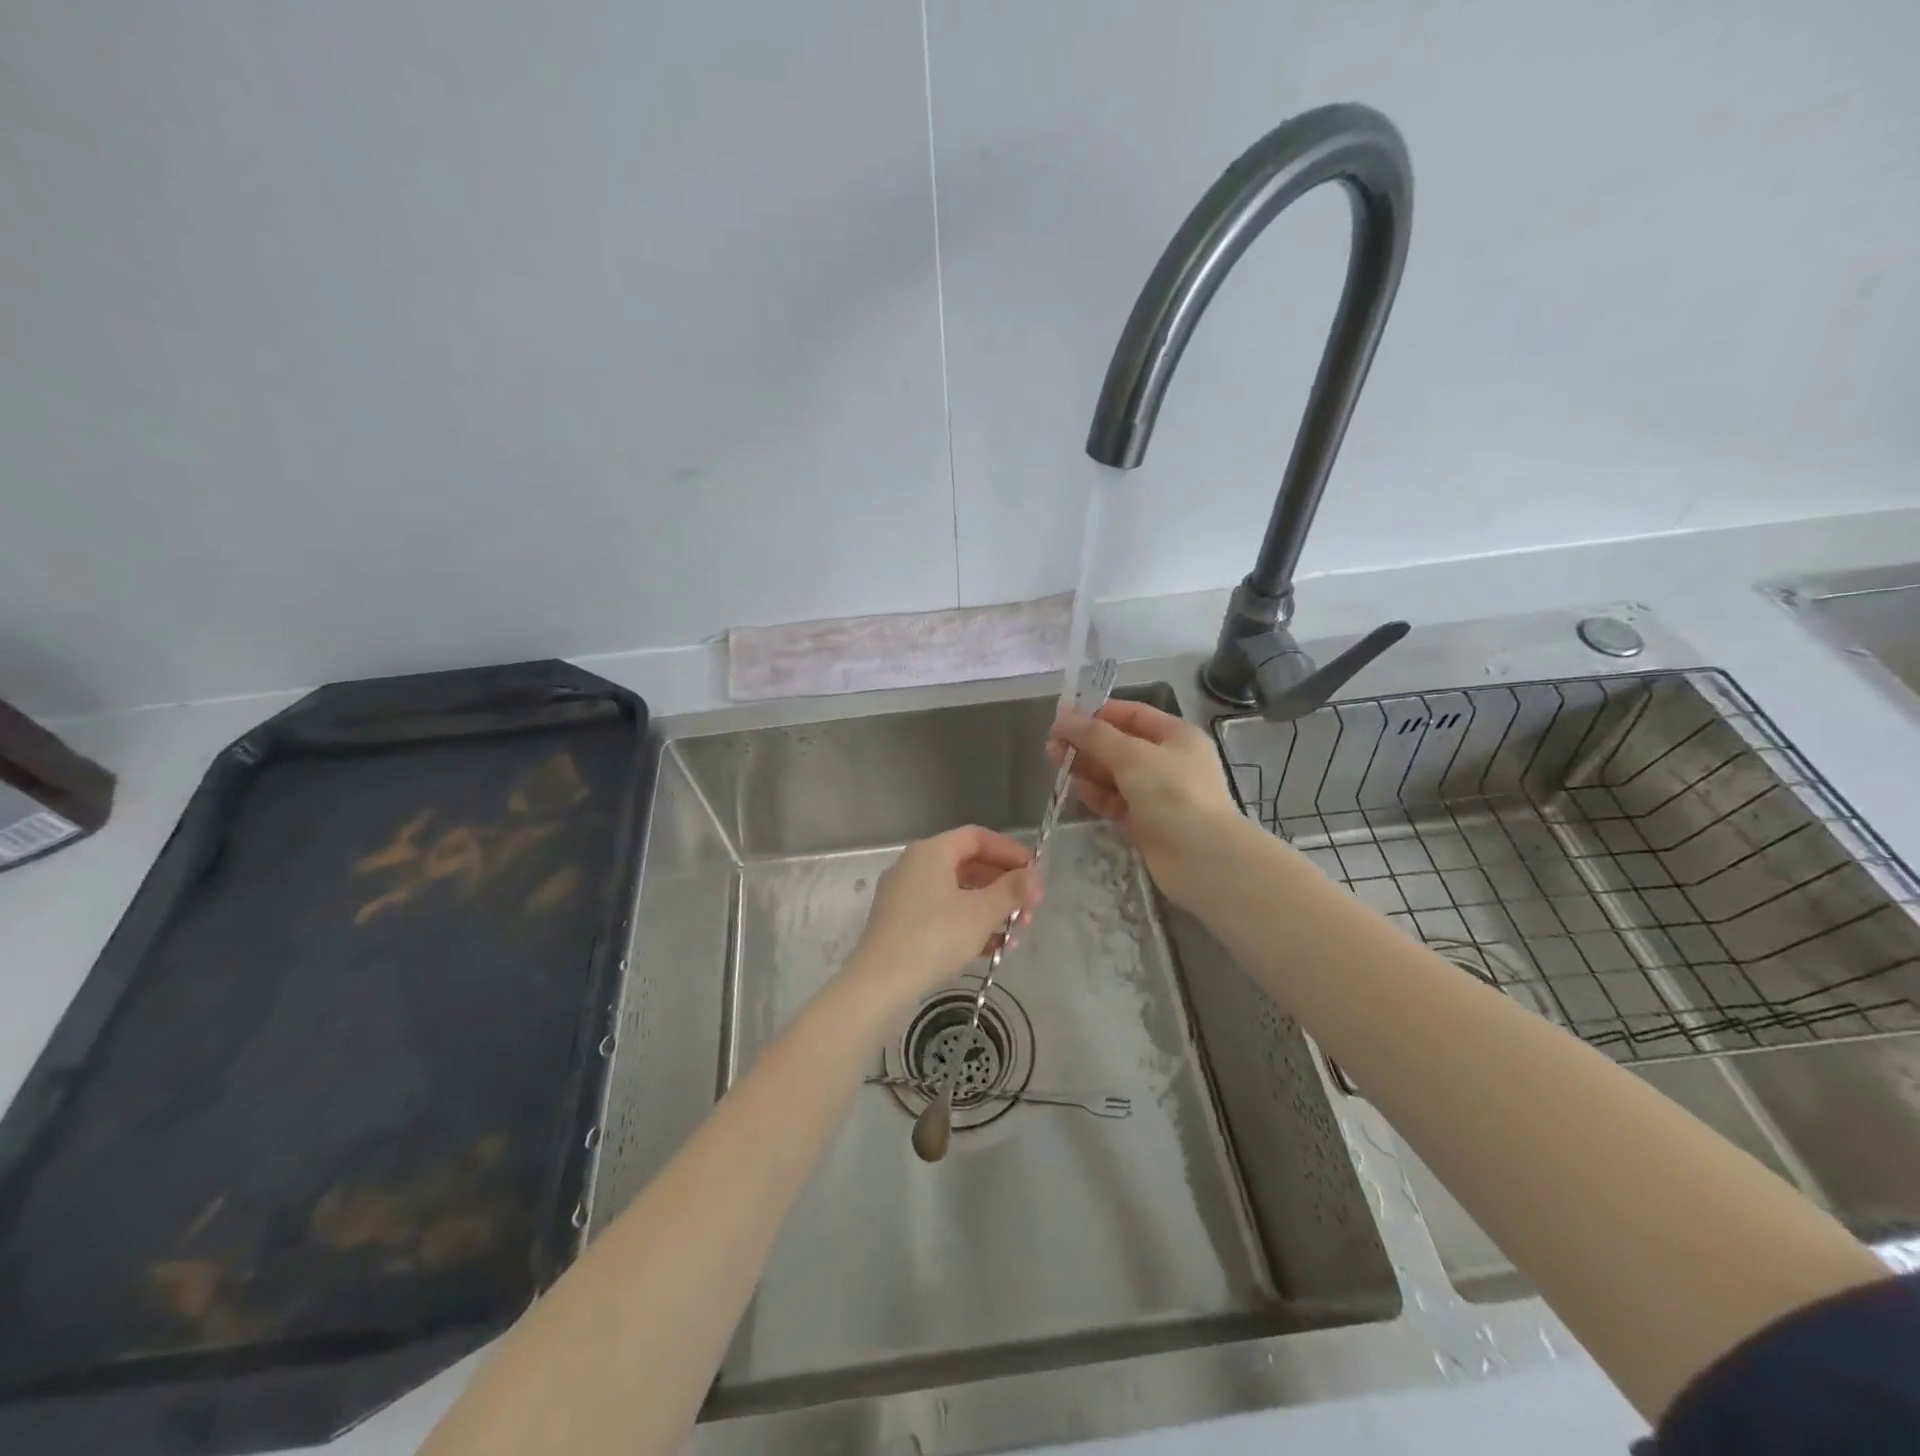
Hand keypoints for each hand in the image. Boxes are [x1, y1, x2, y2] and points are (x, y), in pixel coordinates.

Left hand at [841, 826, 1040, 1018]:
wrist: (879, 985)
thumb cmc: (934, 938)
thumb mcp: (981, 913)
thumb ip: (1012, 890)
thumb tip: (1035, 876)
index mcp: (931, 852)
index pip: (978, 837)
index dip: (1010, 852)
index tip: (1035, 874)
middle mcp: (914, 865)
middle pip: (969, 865)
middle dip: (1004, 887)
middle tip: (1030, 910)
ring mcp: (904, 895)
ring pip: (957, 893)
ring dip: (990, 910)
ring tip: (1016, 935)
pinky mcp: (900, 924)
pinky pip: (942, 913)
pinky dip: (968, 925)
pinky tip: (992, 950)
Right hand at [1048, 700, 1241, 906]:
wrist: (1203, 859)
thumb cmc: (1173, 794)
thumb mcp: (1132, 755)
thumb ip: (1094, 735)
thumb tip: (1062, 716)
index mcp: (1177, 736)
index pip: (1133, 715)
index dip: (1099, 714)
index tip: (1064, 718)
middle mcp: (1169, 762)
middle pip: (1120, 746)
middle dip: (1087, 743)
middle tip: (1052, 745)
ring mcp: (1158, 795)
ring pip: (1115, 775)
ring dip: (1088, 768)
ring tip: (1056, 764)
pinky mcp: (1147, 824)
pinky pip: (1117, 803)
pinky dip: (1098, 796)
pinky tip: (1078, 791)